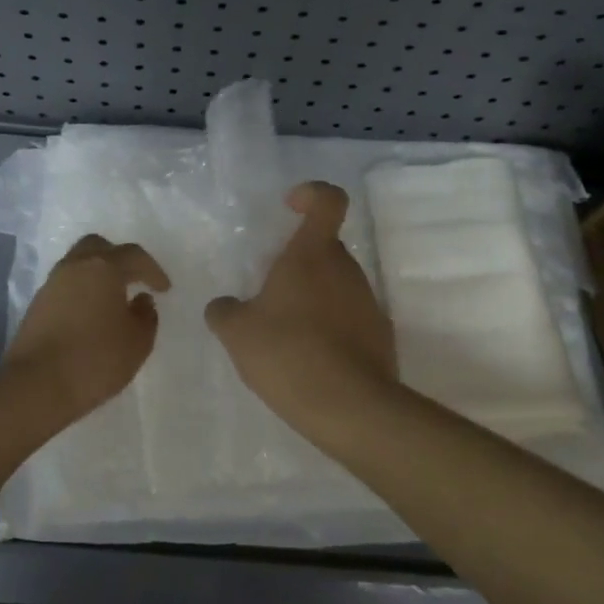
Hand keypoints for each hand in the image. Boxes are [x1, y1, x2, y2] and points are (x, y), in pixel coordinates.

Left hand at [3, 234, 170, 425]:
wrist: (36, 385)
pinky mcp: (37, 304)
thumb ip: (146, 316)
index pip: (134, 256)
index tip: (164, 289)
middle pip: (99, 247)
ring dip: (98, 275)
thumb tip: (141, 300)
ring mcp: (52, 284)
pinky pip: (66, 285)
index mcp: (103, 267)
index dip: (153, 270)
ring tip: (113, 299)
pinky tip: (91, 314)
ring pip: (79, 264)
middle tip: (134, 280)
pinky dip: (82, 291)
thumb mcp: (137, 342)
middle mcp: (75, 266)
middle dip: (120, 259)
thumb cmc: (95, 359)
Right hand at [205, 182, 396, 417]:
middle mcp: (346, 270)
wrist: (350, 409)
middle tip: (268, 294)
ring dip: (312, 298)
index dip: (310, 194)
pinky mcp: (380, 336)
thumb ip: (224, 311)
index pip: (328, 200)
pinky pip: (349, 319)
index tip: (289, 208)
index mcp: (313, 255)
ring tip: (284, 336)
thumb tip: (224, 307)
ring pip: (336, 285)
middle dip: (298, 262)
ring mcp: (368, 302)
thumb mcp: (237, 332)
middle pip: (325, 248)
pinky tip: (309, 361)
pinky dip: (329, 330)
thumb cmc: (288, 353)